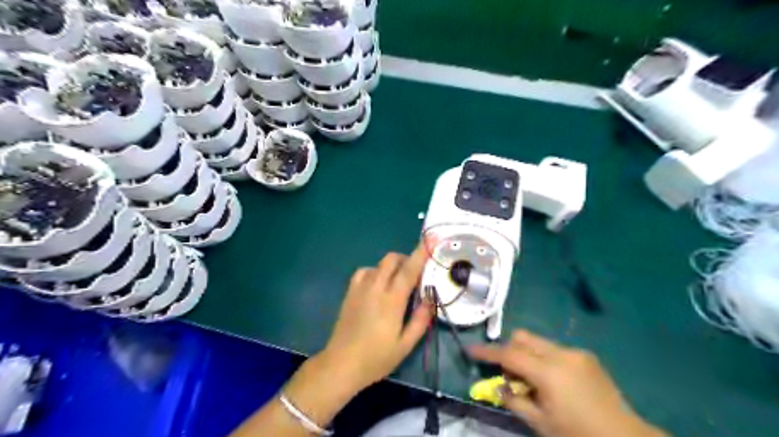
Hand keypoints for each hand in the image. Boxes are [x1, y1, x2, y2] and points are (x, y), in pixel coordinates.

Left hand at [319, 245, 435, 396]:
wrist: (341, 364)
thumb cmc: (376, 358)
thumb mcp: (405, 345)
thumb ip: (420, 319)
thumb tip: (431, 299)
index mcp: (392, 301)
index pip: (409, 270)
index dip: (421, 252)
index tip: (431, 239)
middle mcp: (375, 288)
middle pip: (392, 259)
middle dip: (406, 259)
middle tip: (415, 275)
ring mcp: (360, 288)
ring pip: (378, 264)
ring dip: (391, 266)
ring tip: (397, 282)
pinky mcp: (350, 292)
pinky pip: (365, 271)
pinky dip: (376, 272)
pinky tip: (378, 286)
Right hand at [468, 331, 669, 436]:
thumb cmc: (579, 435)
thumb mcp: (541, 423)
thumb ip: (514, 401)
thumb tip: (499, 386)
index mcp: (548, 371)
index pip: (508, 354)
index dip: (487, 352)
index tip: (470, 350)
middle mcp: (560, 354)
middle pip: (522, 338)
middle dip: (509, 351)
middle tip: (511, 376)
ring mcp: (575, 352)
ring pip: (538, 342)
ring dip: (527, 355)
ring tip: (534, 382)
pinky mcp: (586, 356)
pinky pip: (554, 349)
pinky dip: (544, 359)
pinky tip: (554, 382)